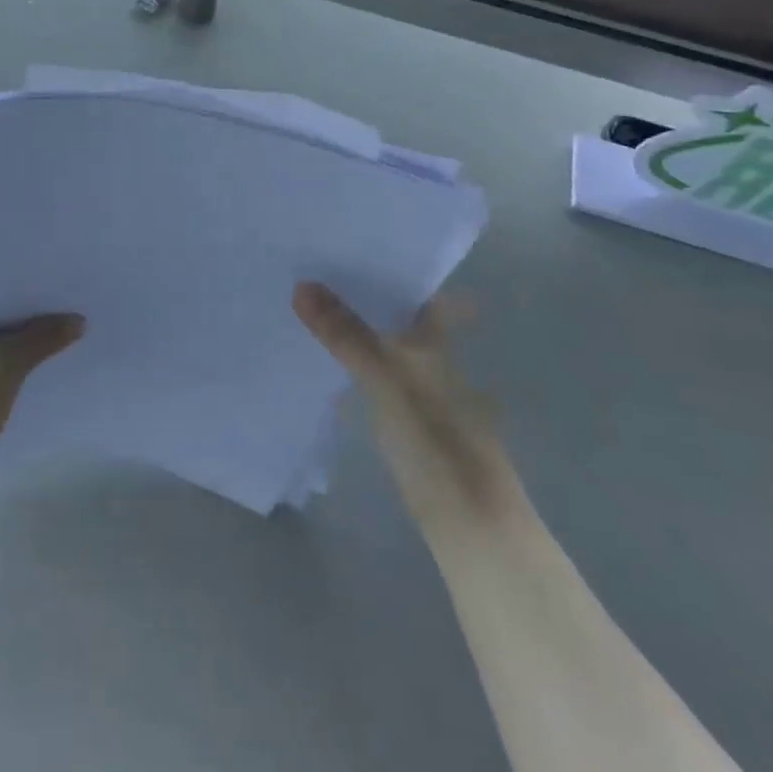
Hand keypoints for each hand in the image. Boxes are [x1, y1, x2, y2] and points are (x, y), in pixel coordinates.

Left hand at [0, 294, 82, 499]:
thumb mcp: (4, 368)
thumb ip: (42, 338)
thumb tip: (79, 320)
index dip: (27, 287)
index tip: (64, 286)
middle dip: (29, 314)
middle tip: (73, 307)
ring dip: (22, 338)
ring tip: (65, 331)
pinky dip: (11, 358)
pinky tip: (41, 361)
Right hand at [292, 282, 519, 531]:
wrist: (471, 524)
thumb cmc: (435, 441)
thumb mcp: (385, 379)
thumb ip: (346, 334)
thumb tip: (302, 284)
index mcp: (436, 342)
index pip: (415, 290)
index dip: (385, 268)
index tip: (345, 248)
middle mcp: (434, 360)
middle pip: (395, 318)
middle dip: (360, 298)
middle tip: (312, 272)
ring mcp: (423, 394)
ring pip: (384, 348)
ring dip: (355, 331)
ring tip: (308, 310)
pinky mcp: (409, 425)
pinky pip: (376, 378)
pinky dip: (354, 366)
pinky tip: (326, 366)